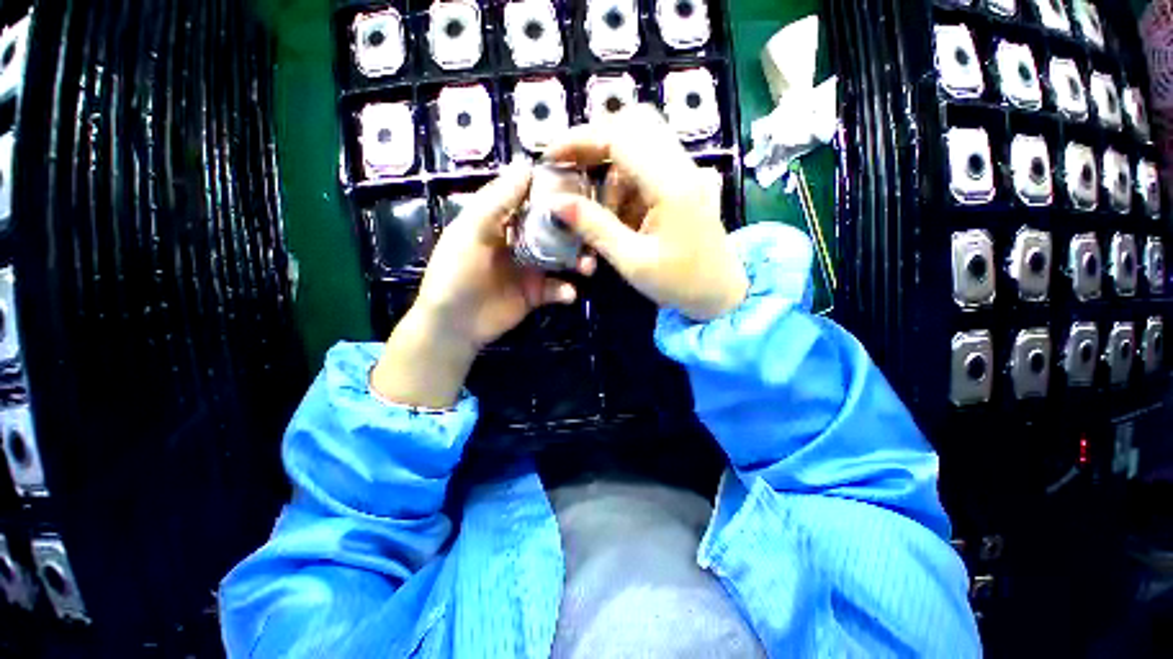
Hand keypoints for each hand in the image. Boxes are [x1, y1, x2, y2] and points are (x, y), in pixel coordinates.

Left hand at [371, 163, 594, 407]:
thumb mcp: (471, 232)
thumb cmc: (456, 273)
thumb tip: (525, 164)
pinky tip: (568, 294)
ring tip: (588, 267)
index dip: (555, 192)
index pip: (532, 199)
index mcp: (502, 221)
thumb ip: (497, 201)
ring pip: (561, 259)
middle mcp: (520, 242)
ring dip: (577, 261)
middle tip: (594, 232)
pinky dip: (566, 290)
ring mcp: (531, 269)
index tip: (583, 186)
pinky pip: (557, 289)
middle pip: (554, 230)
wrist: (454, 324)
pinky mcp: (537, 294)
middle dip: (574, 232)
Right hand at [546, 105, 747, 320]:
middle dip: (595, 143)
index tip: (550, 156)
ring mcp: (686, 172)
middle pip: (634, 124)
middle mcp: (682, 166)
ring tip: (600, 211)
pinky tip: (620, 214)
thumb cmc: (680, 283)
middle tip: (571, 170)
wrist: (721, 293)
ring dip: (610, 170)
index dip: (580, 139)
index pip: (621, 135)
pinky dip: (625, 182)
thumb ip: (595, 228)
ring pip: (640, 144)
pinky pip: (648, 166)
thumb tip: (555, 203)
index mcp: (671, 184)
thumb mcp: (632, 261)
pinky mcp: (684, 183)